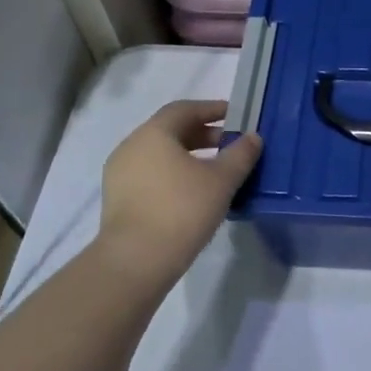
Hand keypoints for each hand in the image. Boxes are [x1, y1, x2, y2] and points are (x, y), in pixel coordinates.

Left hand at [95, 100, 261, 288]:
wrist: (135, 261)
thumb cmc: (182, 210)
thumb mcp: (221, 181)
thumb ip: (240, 154)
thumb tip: (253, 137)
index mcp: (154, 133)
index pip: (185, 109)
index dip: (212, 109)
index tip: (235, 116)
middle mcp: (131, 146)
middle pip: (170, 130)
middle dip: (202, 134)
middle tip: (230, 145)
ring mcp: (120, 174)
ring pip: (159, 154)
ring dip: (188, 156)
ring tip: (214, 171)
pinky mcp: (117, 199)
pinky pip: (150, 175)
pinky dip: (172, 174)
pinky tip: (192, 193)